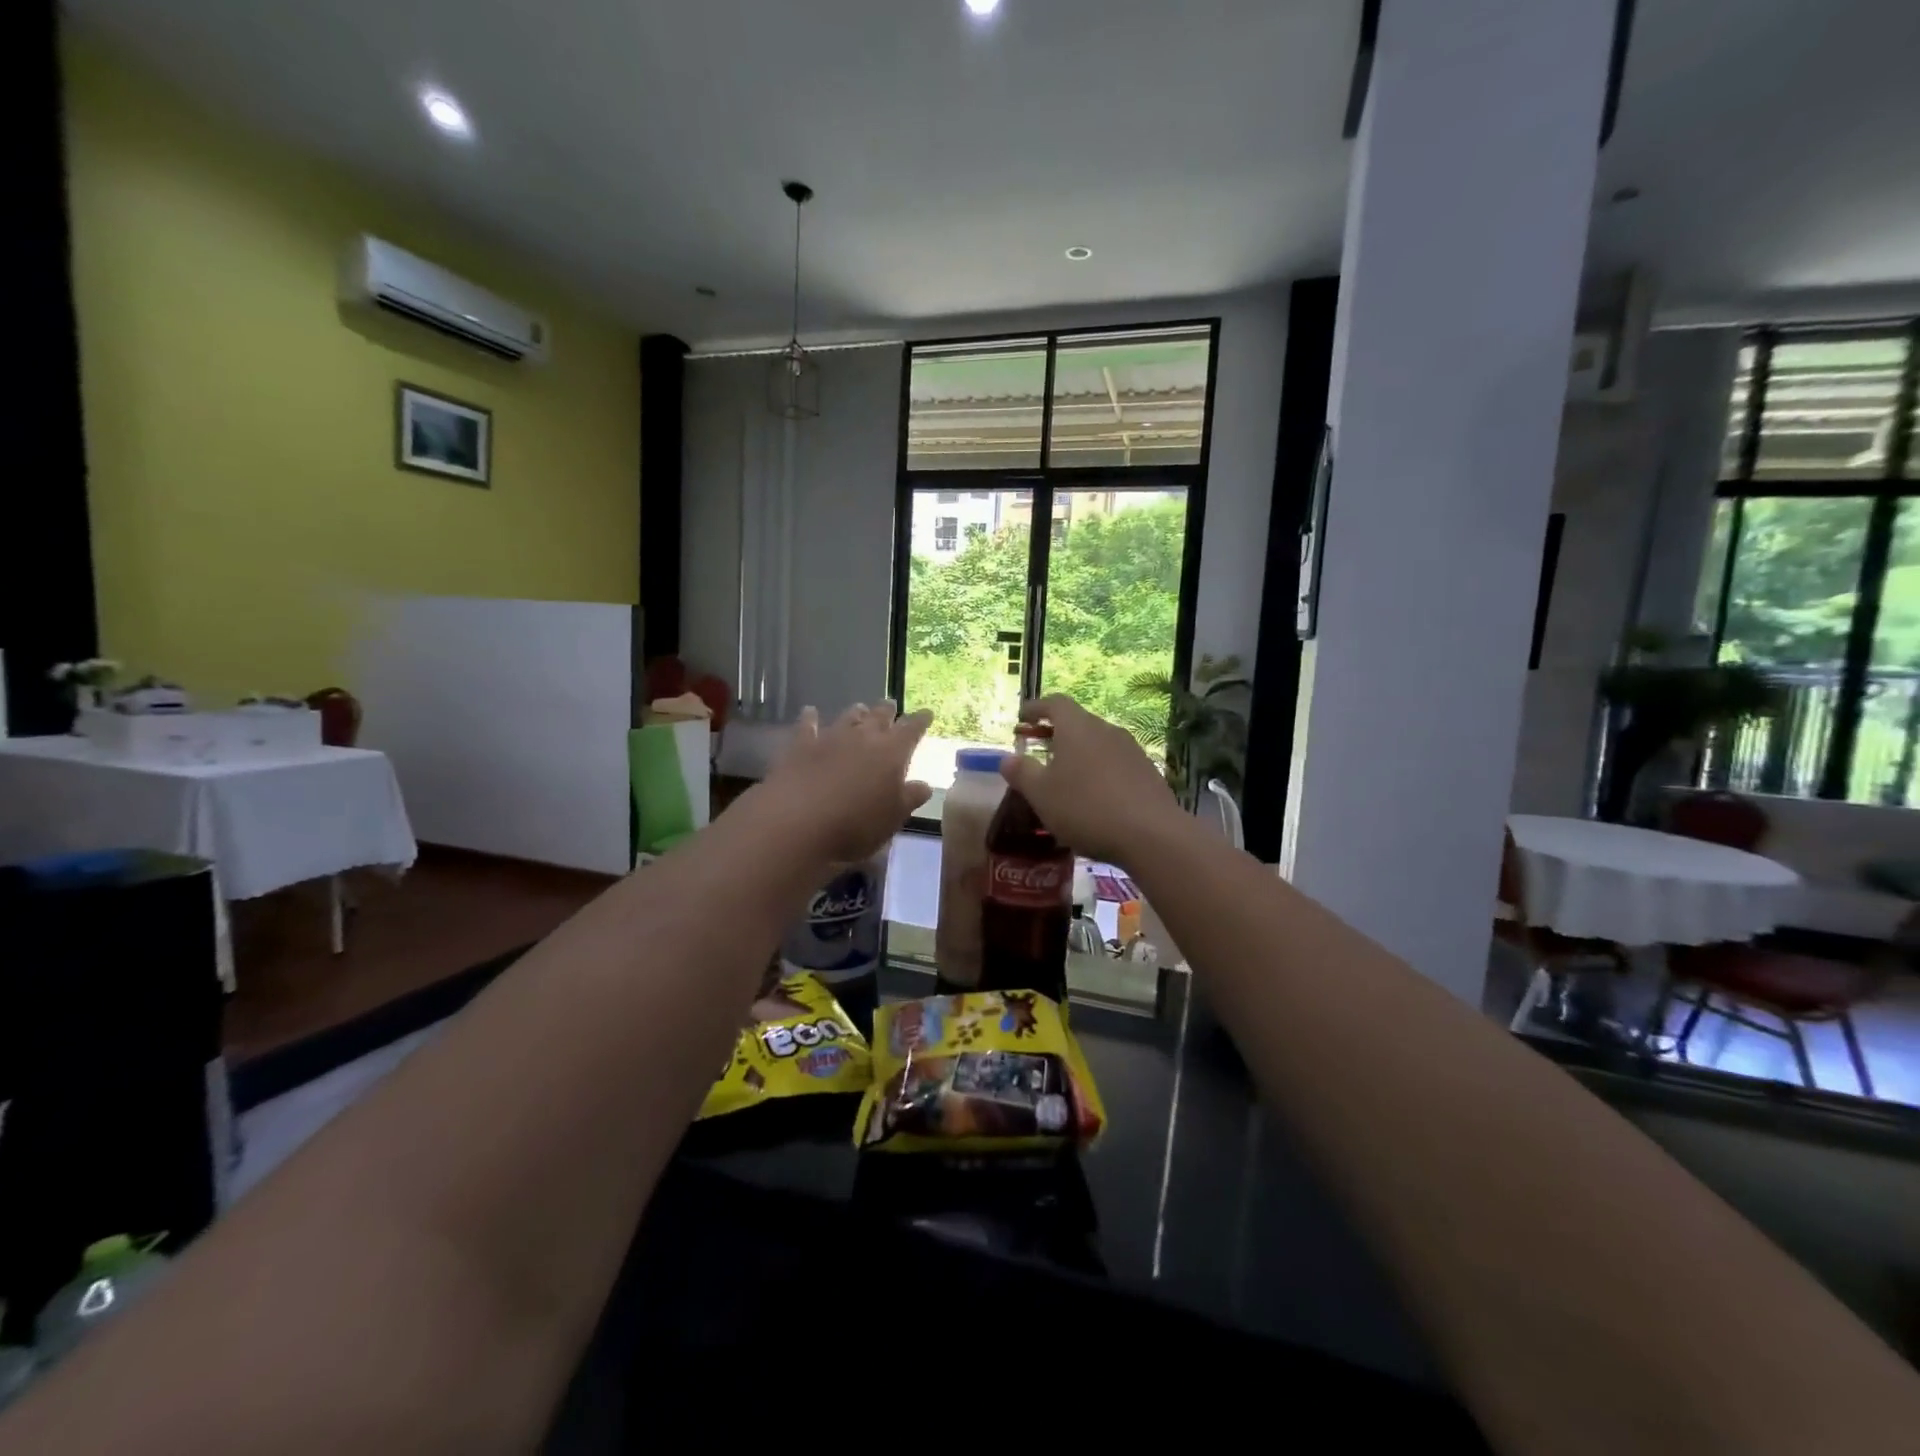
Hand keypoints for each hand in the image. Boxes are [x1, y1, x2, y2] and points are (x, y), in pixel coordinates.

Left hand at [760, 701, 931, 862]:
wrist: (799, 823)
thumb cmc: (856, 825)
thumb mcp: (893, 818)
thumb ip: (910, 798)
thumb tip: (925, 785)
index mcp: (892, 752)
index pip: (912, 729)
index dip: (921, 720)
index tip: (927, 713)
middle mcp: (863, 737)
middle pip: (879, 716)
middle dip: (887, 711)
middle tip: (891, 705)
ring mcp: (830, 738)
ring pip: (847, 717)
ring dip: (856, 713)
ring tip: (860, 709)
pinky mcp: (801, 746)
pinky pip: (807, 725)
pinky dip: (810, 717)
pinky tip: (810, 711)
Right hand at [1000, 695, 1183, 864]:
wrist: (1151, 835)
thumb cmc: (1086, 808)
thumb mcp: (1041, 794)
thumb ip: (1022, 773)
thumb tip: (1008, 758)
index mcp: (1077, 728)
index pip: (1055, 703)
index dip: (1036, 708)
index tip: (1022, 718)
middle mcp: (1106, 730)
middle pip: (1078, 722)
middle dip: (1057, 733)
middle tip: (1040, 749)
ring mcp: (1131, 750)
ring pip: (1098, 743)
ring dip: (1080, 754)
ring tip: (1066, 776)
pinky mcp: (1147, 772)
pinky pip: (1115, 763)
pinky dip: (1099, 771)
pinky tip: (1094, 796)